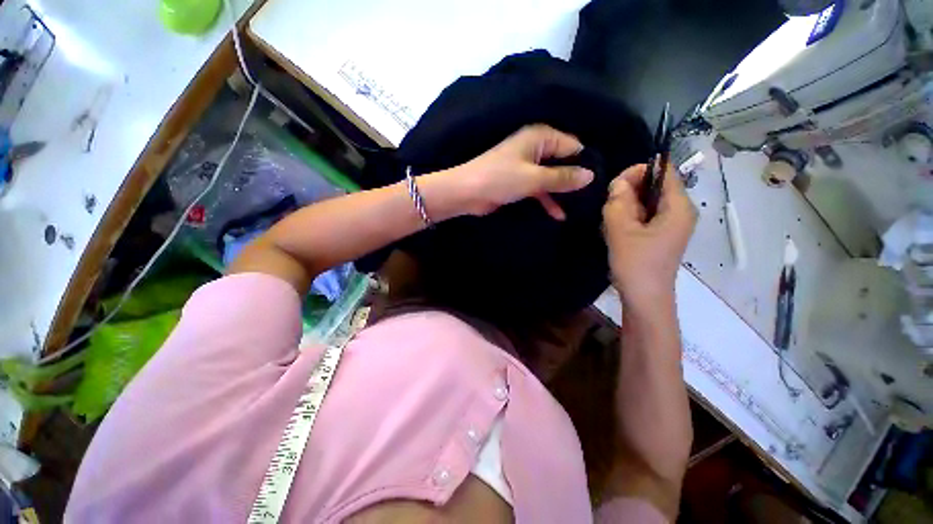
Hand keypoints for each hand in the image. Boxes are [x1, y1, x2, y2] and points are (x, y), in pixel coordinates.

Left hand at [431, 124, 594, 219]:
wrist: (465, 192)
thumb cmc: (500, 178)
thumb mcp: (535, 178)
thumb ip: (564, 177)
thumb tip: (591, 176)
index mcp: (540, 136)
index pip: (573, 145)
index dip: (585, 162)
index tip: (600, 181)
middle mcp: (537, 145)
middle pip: (565, 159)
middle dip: (577, 177)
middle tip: (595, 196)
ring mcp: (529, 162)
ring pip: (555, 175)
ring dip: (564, 190)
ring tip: (583, 207)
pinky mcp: (522, 179)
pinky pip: (543, 186)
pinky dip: (549, 198)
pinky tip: (560, 215)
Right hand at [603, 164, 696, 308]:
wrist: (646, 304)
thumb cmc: (638, 266)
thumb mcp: (621, 228)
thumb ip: (617, 198)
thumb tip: (619, 185)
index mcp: (679, 205)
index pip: (662, 169)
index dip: (638, 171)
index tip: (618, 187)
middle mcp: (683, 210)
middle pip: (656, 183)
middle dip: (631, 189)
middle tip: (612, 206)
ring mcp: (675, 223)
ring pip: (650, 199)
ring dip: (630, 205)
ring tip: (615, 221)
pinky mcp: (666, 235)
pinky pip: (650, 213)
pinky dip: (634, 217)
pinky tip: (621, 231)